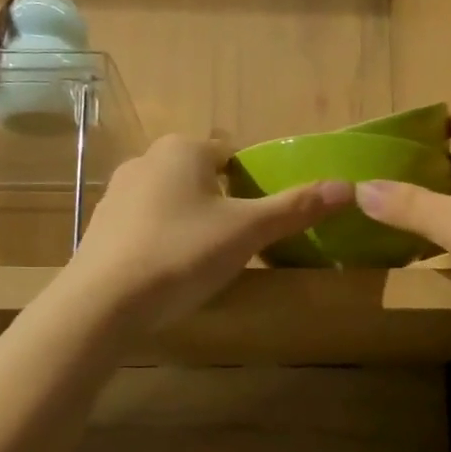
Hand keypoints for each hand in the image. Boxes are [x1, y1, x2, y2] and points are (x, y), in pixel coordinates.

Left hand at [63, 134, 351, 331]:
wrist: (103, 302)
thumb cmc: (182, 253)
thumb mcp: (247, 232)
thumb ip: (295, 208)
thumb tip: (348, 187)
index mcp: (184, 149)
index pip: (232, 153)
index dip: (253, 181)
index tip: (262, 217)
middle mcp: (147, 159)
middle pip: (202, 175)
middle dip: (223, 202)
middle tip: (240, 241)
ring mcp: (118, 192)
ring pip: (172, 198)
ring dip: (192, 220)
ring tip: (206, 259)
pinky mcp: (102, 225)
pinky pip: (146, 223)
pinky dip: (163, 238)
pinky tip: (170, 270)